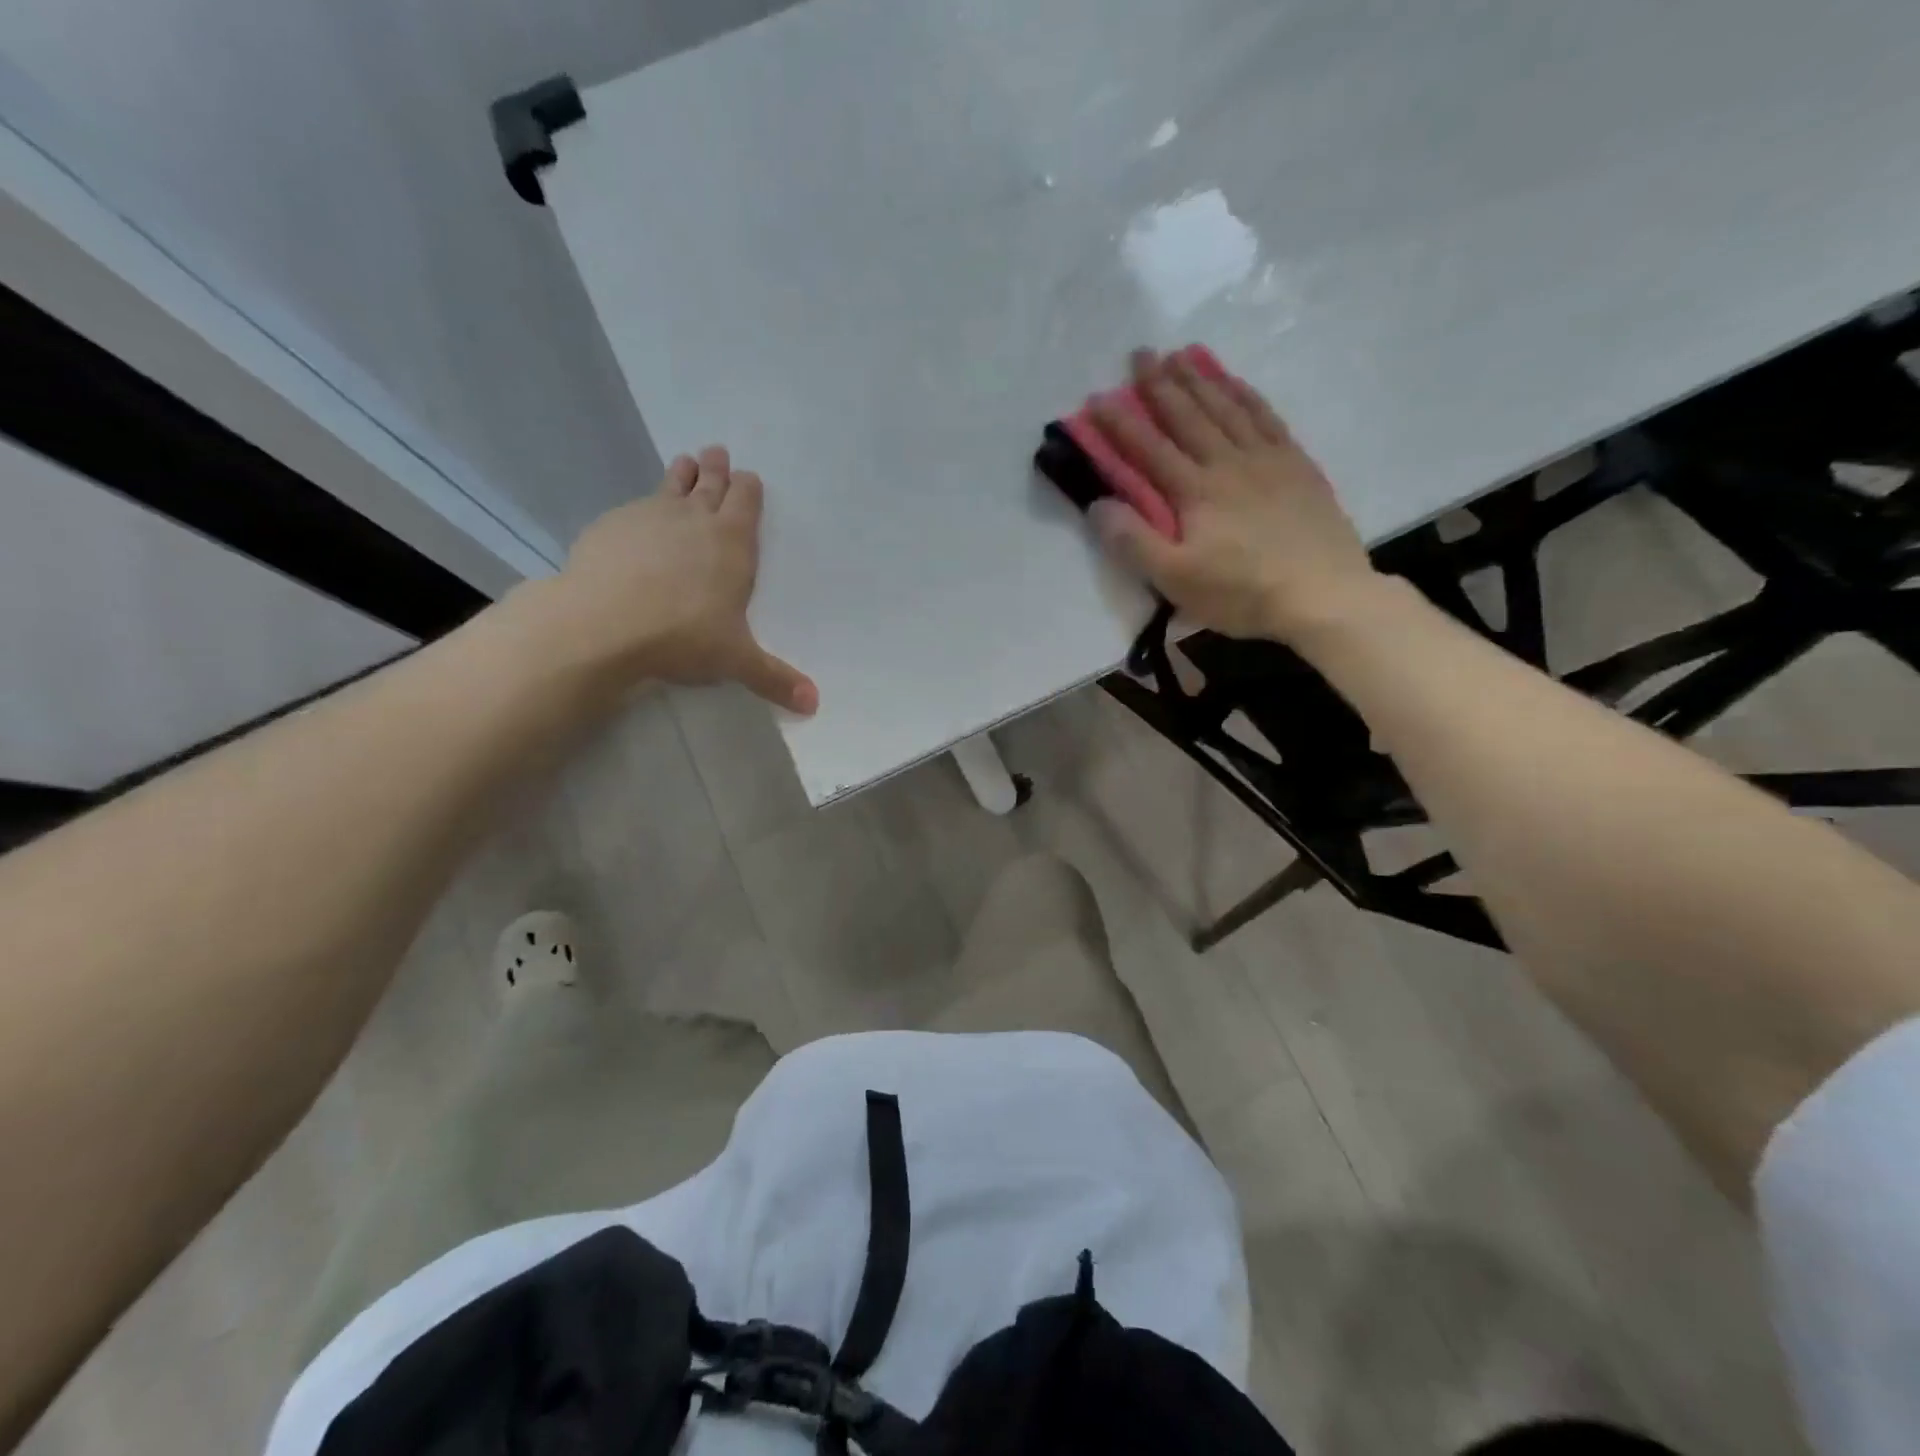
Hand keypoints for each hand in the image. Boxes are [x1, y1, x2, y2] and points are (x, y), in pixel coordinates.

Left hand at [530, 446, 817, 712]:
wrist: (604, 624)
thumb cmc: (684, 636)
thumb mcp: (737, 661)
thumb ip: (775, 678)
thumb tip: (814, 704)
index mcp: (733, 541)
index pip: (745, 501)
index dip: (748, 488)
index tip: (748, 478)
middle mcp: (694, 519)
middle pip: (710, 483)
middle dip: (717, 469)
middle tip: (717, 453)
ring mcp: (650, 516)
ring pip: (672, 484)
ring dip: (682, 473)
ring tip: (685, 461)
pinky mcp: (612, 525)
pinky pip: (635, 506)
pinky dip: (644, 506)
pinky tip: (639, 516)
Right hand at [1086, 350, 1383, 644]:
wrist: (1323, 595)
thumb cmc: (1242, 592)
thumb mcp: (1176, 579)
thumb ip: (1134, 541)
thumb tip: (1098, 504)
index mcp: (1195, 491)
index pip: (1149, 448)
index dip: (1121, 422)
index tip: (1097, 397)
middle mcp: (1228, 462)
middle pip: (1188, 415)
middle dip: (1160, 384)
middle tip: (1141, 353)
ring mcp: (1266, 459)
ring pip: (1226, 408)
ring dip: (1200, 379)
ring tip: (1181, 354)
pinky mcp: (1296, 465)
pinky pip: (1266, 417)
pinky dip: (1246, 395)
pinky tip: (1234, 383)